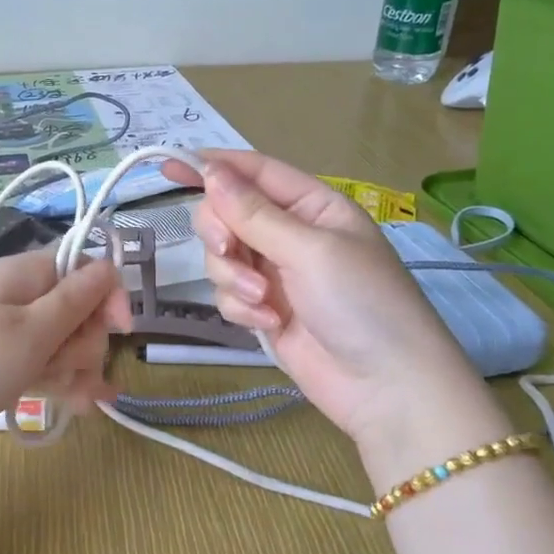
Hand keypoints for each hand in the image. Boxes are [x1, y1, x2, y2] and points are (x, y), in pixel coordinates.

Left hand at [0, 250, 130, 472]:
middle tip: (69, 369)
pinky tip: (76, 407)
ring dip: (74, 369)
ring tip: (74, 401)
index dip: (108, 297)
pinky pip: (36, 365)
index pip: (84, 267)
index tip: (121, 332)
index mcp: (23, 275)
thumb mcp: (31, 333)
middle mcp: (14, 297)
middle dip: (86, 342)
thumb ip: (75, 299)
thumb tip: (109, 264)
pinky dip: (55, 382)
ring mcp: (2, 333)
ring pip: (58, 342)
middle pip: (75, 309)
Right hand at [164, 150, 497, 463]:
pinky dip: (242, 308)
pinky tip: (270, 324)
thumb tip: (210, 172)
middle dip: (221, 233)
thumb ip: (254, 213)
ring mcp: (275, 273)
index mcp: (312, 206)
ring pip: (222, 257)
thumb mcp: (309, 249)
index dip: (212, 167)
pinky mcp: (263, 309)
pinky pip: (228, 294)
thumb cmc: (361, 303)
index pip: (254, 172)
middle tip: (229, 250)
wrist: (384, 386)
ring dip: (235, 278)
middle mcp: (290, 233)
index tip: (168, 167)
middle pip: (227, 214)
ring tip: (264, 302)